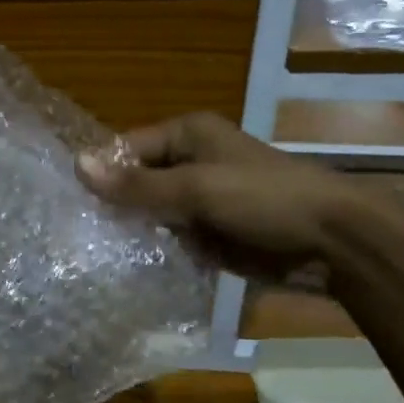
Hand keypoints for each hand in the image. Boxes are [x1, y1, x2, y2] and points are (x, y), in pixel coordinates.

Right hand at [76, 112, 376, 280]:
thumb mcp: (197, 188)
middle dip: (114, 206)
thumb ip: (138, 184)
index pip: (126, 149)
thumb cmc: (265, 199)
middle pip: (136, 182)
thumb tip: (77, 165)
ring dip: (132, 232)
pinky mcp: (210, 233)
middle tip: (75, 234)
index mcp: (187, 136)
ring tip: (92, 253)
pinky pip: (170, 239)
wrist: (333, 242)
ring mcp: (200, 200)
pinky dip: (154, 251)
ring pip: (151, 214)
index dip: (101, 174)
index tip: (70, 204)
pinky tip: (127, 267)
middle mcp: (190, 163)